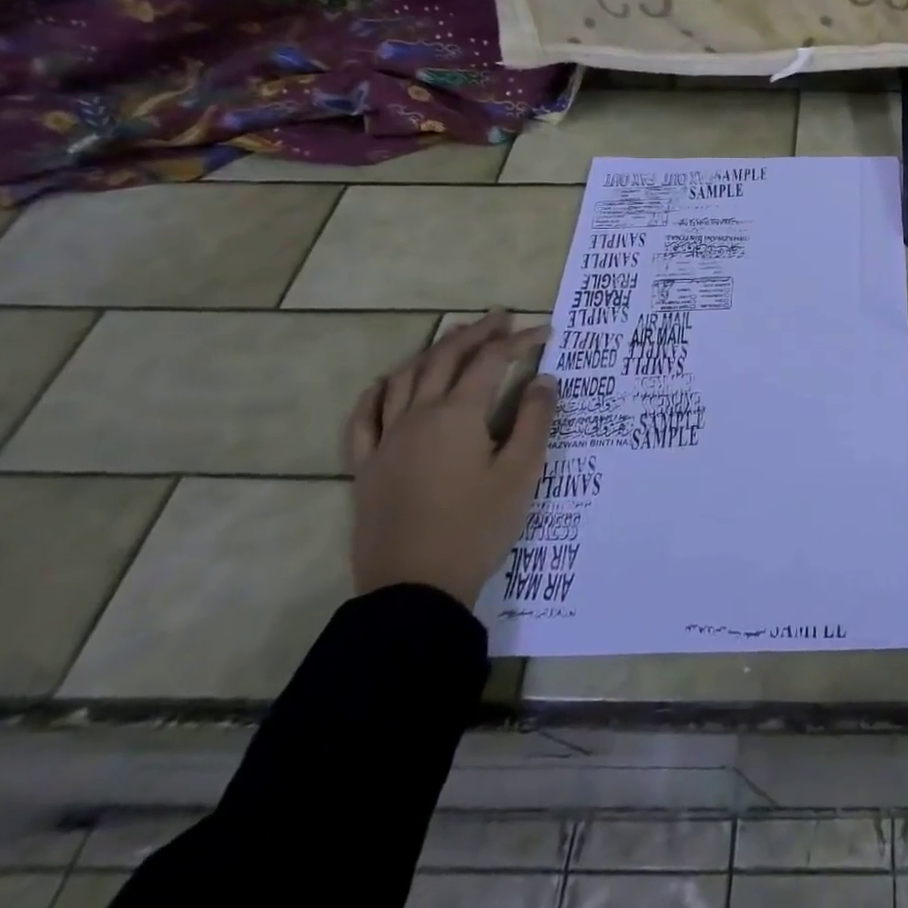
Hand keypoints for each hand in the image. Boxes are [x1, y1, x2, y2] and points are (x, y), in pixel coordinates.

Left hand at [346, 310, 553, 607]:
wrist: (414, 588)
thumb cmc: (477, 526)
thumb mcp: (521, 473)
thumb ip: (534, 420)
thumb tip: (543, 379)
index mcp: (458, 415)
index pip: (490, 361)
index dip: (518, 341)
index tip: (544, 332)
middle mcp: (418, 416)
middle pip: (445, 358)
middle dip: (475, 333)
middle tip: (500, 318)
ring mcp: (386, 440)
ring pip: (405, 378)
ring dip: (433, 351)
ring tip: (455, 338)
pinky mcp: (366, 467)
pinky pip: (363, 418)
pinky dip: (377, 393)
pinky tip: (386, 384)